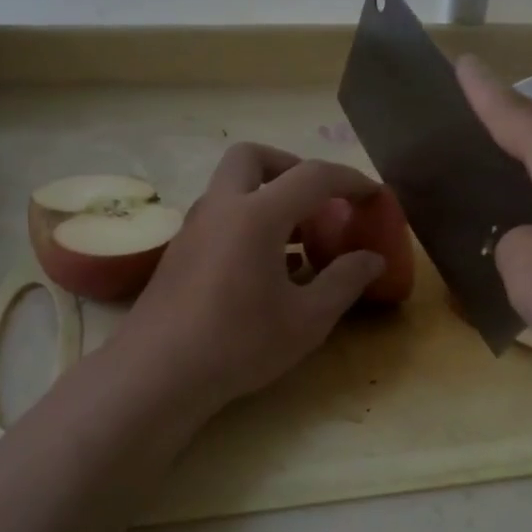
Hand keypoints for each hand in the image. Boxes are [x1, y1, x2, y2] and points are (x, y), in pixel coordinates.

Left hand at [113, 143, 383, 413]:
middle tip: (317, 201)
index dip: (349, 180)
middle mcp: (221, 207)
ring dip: (267, 195)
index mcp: (257, 215)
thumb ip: (344, 281)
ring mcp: (194, 227)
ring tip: (297, 239)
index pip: (312, 176)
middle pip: (254, 157)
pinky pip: (220, 215)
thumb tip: (373, 258)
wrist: (158, 373)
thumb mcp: (307, 319)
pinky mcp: (179, 251)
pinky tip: (265, 266)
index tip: (373, 194)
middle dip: (291, 166)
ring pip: (232, 186)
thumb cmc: (239, 343)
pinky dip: (248, 220)